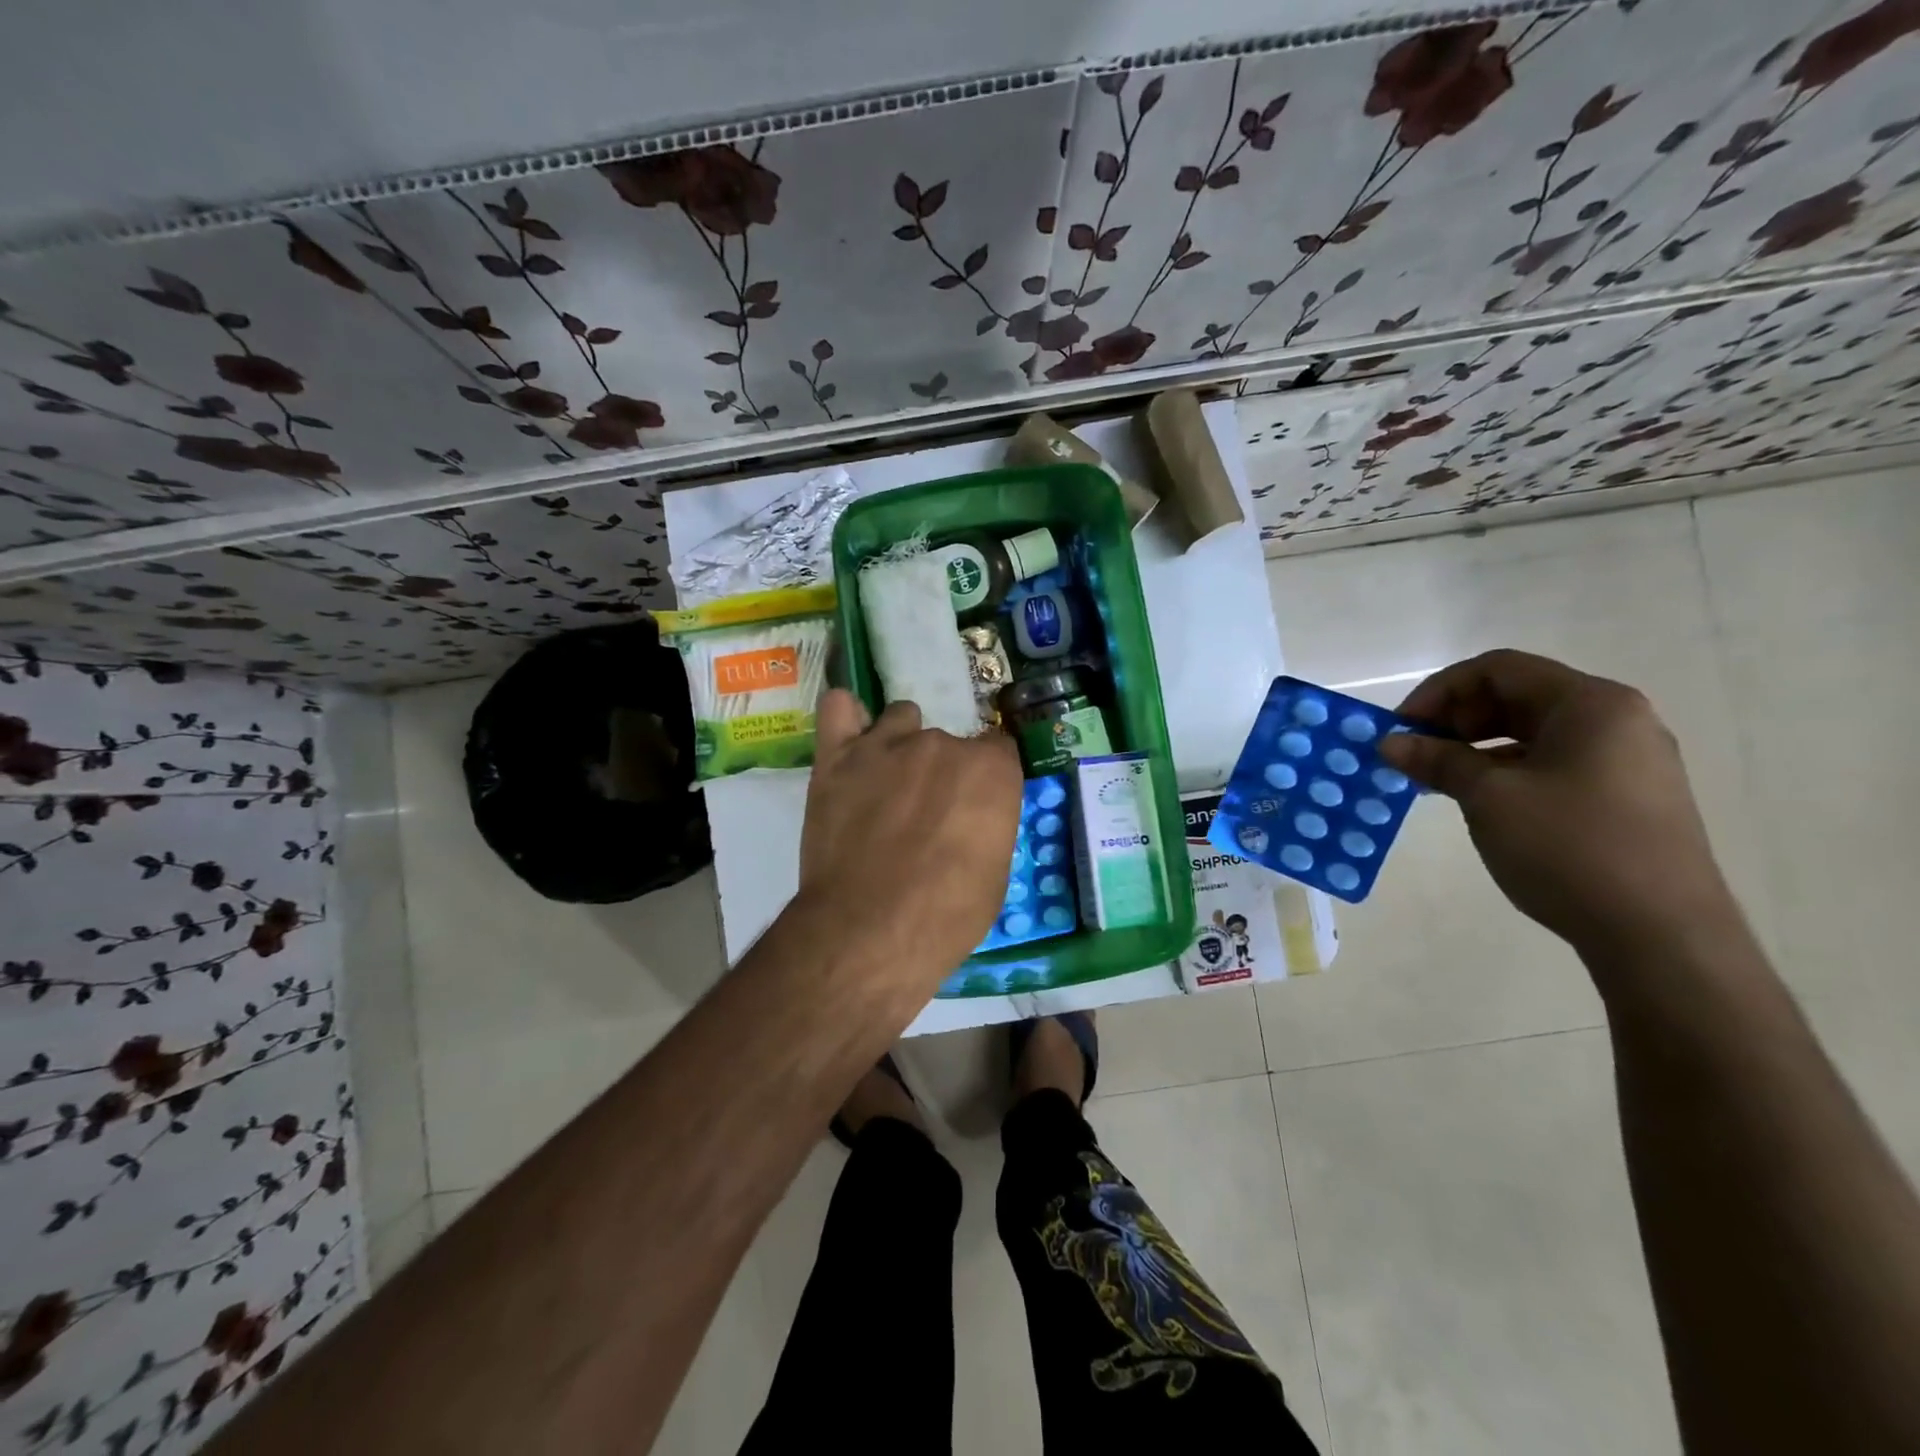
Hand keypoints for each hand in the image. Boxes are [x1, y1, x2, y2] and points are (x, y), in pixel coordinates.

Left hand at [798, 690, 1023, 992]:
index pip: (997, 750)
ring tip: (886, 782)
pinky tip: (850, 739)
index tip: (973, 808)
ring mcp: (886, 744)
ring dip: (900, 744)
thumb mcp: (994, 874)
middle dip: (941, 772)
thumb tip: (972, 818)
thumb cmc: (946, 915)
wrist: (869, 931)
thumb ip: (987, 825)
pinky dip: (847, 717)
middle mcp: (942, 744)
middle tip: (924, 815)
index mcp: (990, 769)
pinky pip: (840, 708)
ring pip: (901, 719)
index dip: (985, 781)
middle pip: (948, 741)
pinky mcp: (837, 756)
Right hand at [1378, 650, 1737, 955]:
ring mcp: (1627, 761)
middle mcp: (1616, 720)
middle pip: (1518, 696)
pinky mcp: (1627, 798)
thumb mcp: (1488, 798)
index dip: (1439, 692)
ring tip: (1438, 781)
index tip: (1402, 728)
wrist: (1661, 935)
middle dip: (1456, 719)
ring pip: (1534, 733)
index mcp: (1591, 704)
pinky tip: (1480, 802)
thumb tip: (1390, 743)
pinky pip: (1554, 764)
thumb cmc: (1570, 848)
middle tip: (1416, 754)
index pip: (1498, 670)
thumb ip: (1437, 761)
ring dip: (1477, 747)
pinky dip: (1508, 771)